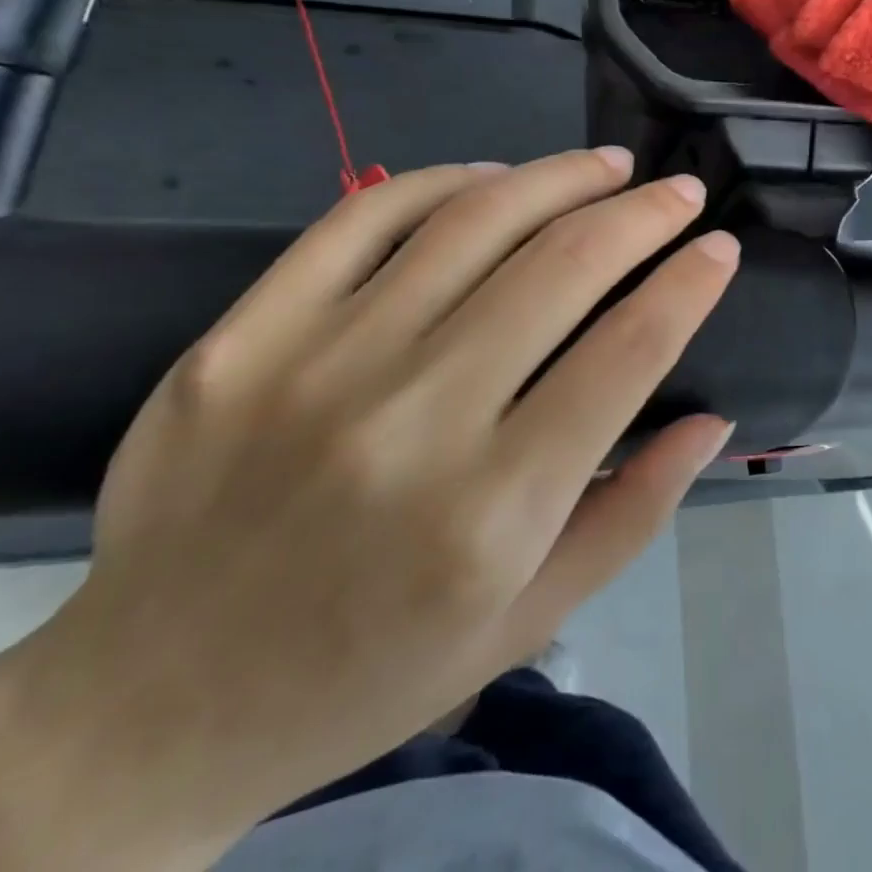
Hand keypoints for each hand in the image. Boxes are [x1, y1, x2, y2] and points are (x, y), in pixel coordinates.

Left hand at [0, 149, 737, 871]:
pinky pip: (364, 216)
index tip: (721, 247)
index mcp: (493, 509)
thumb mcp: (528, 622)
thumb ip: (633, 512)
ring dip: (558, 177)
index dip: (689, 284)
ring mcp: (318, 363)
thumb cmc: (369, 672)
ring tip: (608, 164)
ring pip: (472, 221)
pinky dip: (445, 180)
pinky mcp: (245, 334)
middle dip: (643, 213)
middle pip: (562, 266)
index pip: (628, 352)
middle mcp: (413, 420)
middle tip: (680, 190)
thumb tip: (712, 417)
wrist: (151, 707)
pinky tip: (496, 179)